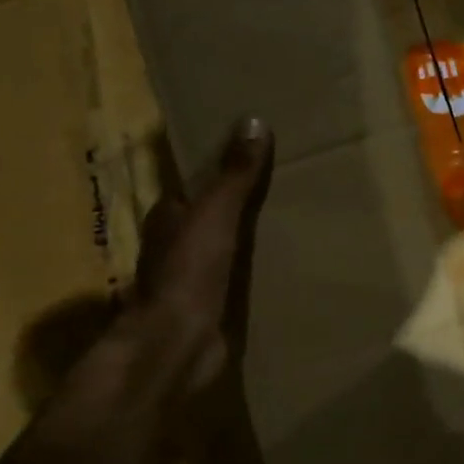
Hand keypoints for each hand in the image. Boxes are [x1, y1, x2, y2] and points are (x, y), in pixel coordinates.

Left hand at [80, 118, 274, 431]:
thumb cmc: (190, 270)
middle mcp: (176, 244)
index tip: (255, 149)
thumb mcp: (216, 212)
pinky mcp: (212, 305)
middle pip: (211, 213)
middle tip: (286, 179)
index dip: (220, 166)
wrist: (179, 343)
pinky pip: (239, 275)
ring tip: (294, 215)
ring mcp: (193, 277)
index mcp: (169, 216)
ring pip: (226, 244)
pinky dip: (257, 265)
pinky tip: (286, 260)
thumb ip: (235, 172)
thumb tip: (254, 120)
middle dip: (240, 199)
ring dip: (250, 234)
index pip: (193, 182)